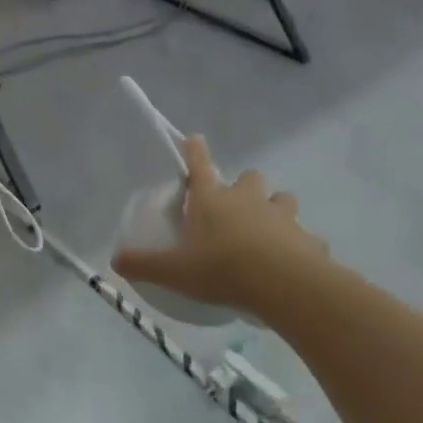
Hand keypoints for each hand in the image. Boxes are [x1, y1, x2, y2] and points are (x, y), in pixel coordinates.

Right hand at [114, 136, 327, 314]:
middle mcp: (248, 199)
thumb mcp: (174, 271)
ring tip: (267, 233)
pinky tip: (292, 263)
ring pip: (282, 200)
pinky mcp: (308, 238)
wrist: (283, 285)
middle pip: (249, 177)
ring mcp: (282, 216)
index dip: (195, 150)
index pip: (199, 165)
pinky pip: (305, 237)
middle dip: (244, 187)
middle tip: (236, 208)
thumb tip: (115, 261)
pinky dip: (299, 245)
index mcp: (213, 200)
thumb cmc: (222, 269)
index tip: (195, 138)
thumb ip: (144, 265)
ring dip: (274, 210)